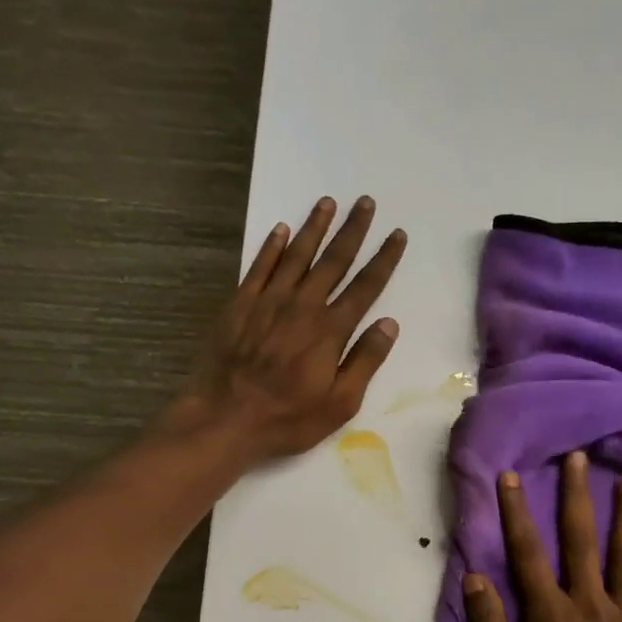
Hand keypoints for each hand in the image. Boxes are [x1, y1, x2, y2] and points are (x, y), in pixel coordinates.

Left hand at [178, 196, 406, 463]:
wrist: (225, 418)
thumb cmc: (288, 419)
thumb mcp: (340, 403)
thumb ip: (365, 361)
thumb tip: (389, 323)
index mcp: (330, 331)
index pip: (365, 287)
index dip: (383, 259)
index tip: (397, 235)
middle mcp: (302, 306)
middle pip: (333, 261)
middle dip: (352, 231)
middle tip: (365, 202)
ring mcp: (268, 302)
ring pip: (296, 255)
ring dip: (314, 228)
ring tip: (328, 202)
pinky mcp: (240, 305)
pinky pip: (259, 267)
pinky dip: (271, 246)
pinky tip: (280, 229)